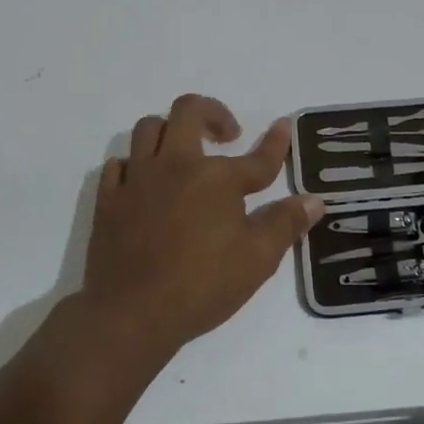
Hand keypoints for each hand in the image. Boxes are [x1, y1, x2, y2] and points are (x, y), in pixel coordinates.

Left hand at [83, 94, 323, 355]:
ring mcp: (138, 178)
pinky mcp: (109, 198)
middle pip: (189, 111)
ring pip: (149, 128)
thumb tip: (315, 200)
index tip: (283, 126)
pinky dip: (134, 164)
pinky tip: (144, 181)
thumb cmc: (201, 286)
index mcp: (217, 178)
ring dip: (170, 131)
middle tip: (226, 134)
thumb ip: (285, 223)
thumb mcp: (257, 259)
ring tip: (183, 152)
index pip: (256, 157)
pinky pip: (118, 163)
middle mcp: (176, 165)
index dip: (276, 142)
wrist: (130, 313)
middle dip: (212, 112)